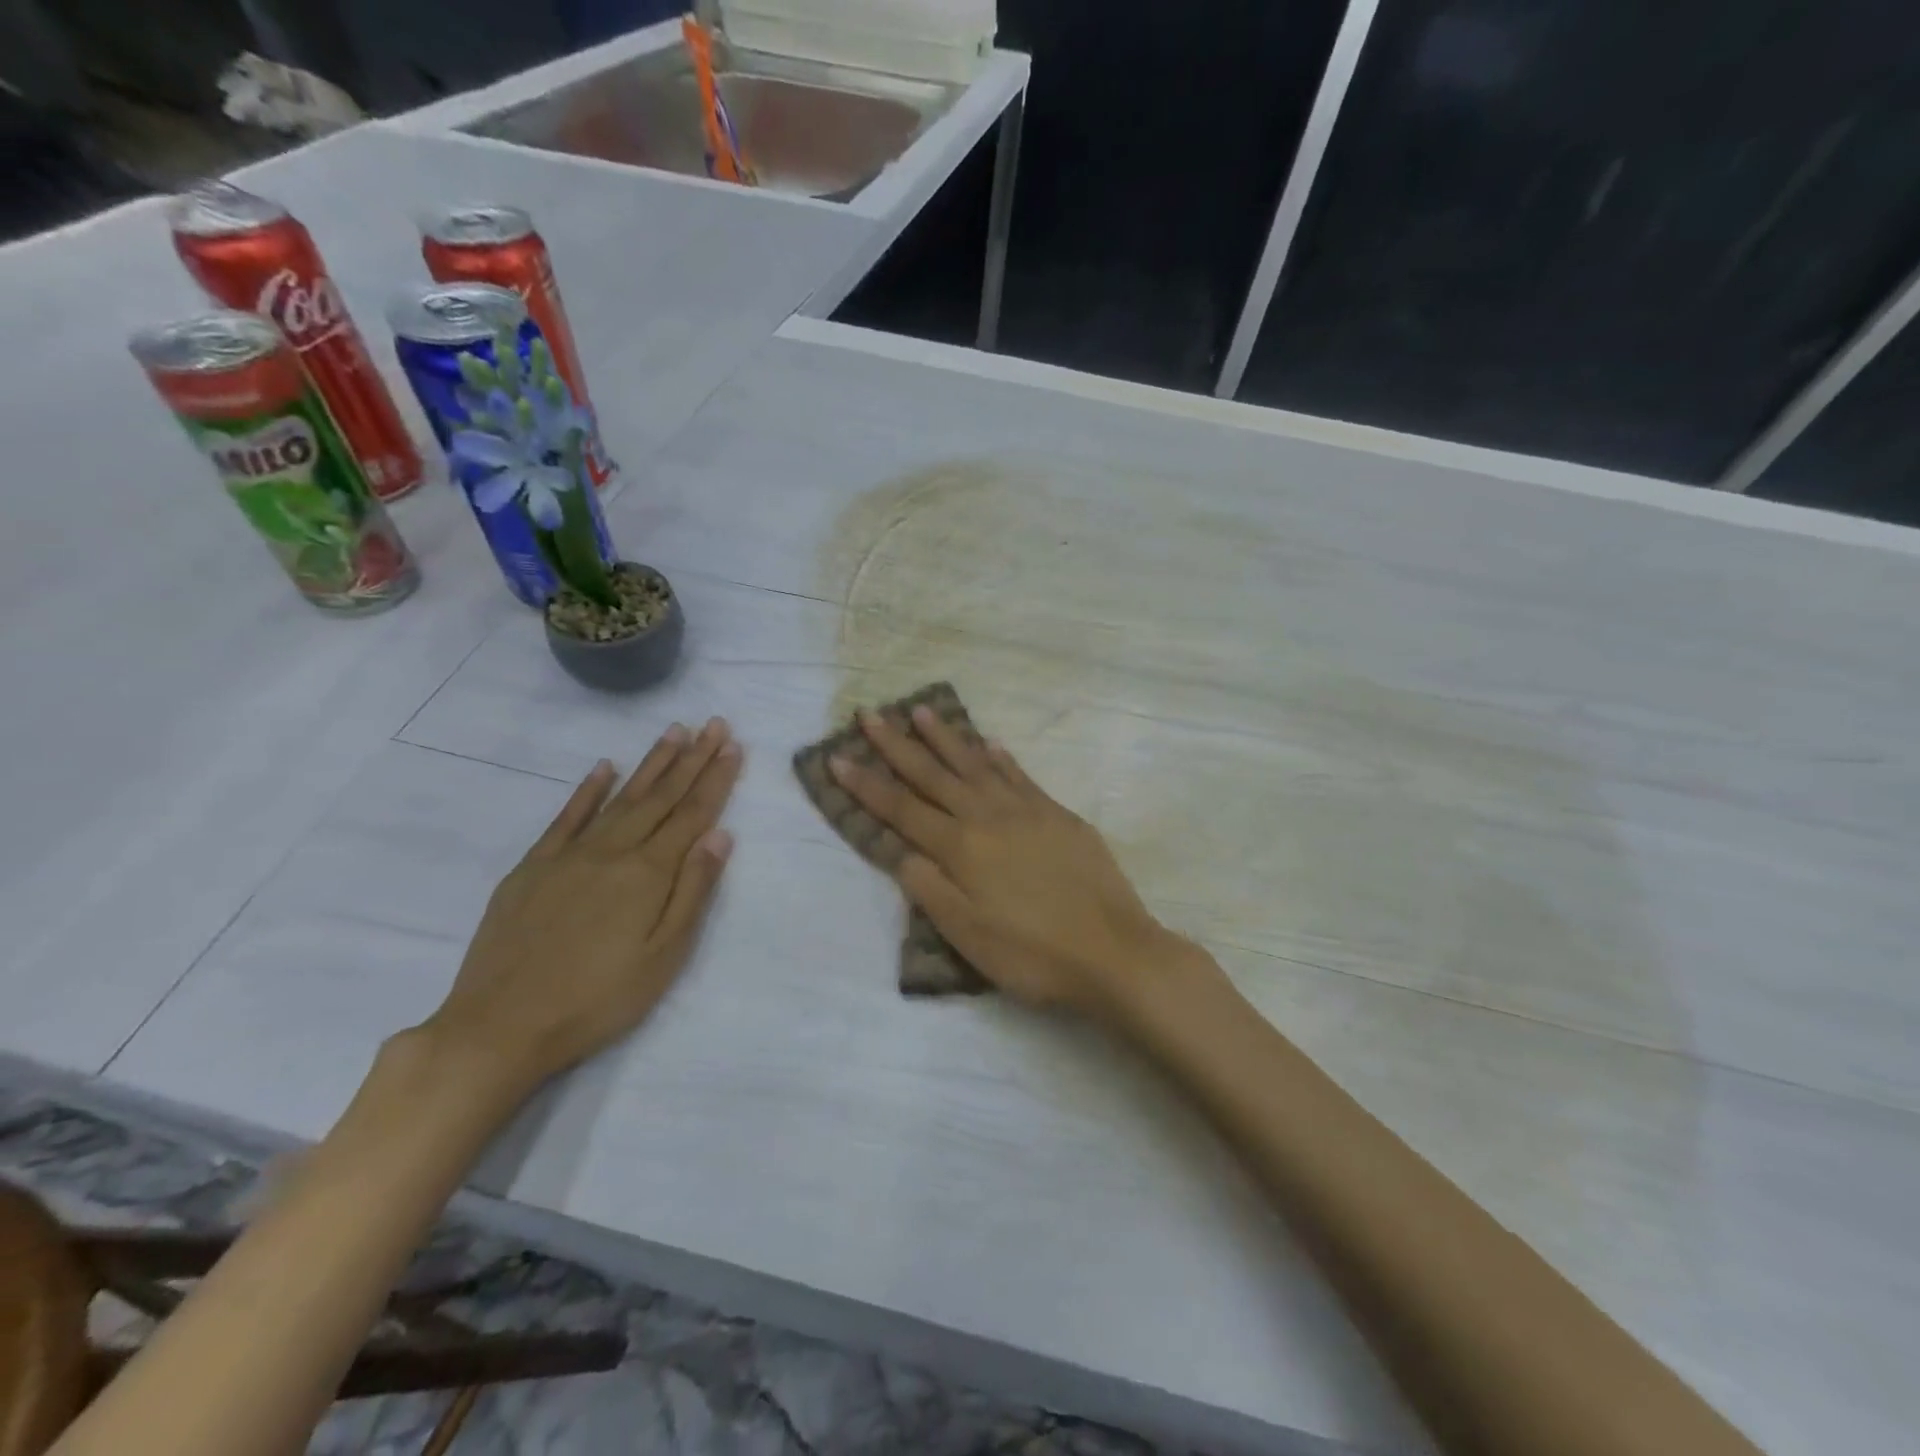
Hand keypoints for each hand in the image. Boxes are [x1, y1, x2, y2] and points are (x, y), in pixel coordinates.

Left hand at [419, 718, 741, 1091]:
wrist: (500, 1027)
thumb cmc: (598, 999)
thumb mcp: (664, 956)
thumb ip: (693, 891)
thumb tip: (720, 835)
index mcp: (648, 873)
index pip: (692, 814)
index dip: (716, 779)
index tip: (734, 746)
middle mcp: (612, 851)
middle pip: (661, 796)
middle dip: (692, 758)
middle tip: (714, 724)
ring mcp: (569, 855)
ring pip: (620, 797)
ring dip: (651, 763)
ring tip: (675, 732)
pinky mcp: (532, 867)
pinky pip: (567, 817)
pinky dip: (588, 789)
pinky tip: (604, 767)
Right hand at [831, 707, 1188, 1016]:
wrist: (1112, 950)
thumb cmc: (1032, 954)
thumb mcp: (968, 935)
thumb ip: (931, 889)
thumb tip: (903, 852)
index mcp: (961, 848)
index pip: (902, 809)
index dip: (867, 784)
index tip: (837, 756)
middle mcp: (988, 817)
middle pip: (933, 775)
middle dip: (897, 745)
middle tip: (870, 714)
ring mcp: (1027, 810)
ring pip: (976, 764)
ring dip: (946, 737)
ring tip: (921, 710)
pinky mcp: (1058, 814)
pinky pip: (1020, 775)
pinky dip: (1000, 757)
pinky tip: (989, 743)